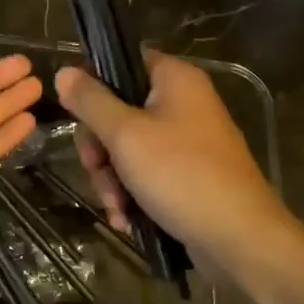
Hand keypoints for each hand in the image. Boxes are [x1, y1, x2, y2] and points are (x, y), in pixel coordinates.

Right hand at [55, 49, 288, 264]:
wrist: (240, 240)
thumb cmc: (182, 176)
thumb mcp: (126, 135)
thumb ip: (91, 102)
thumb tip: (63, 72)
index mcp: (174, 79)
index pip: (122, 62)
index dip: (94, 86)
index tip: (77, 116)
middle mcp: (183, 103)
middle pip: (118, 110)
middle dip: (100, 148)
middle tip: (97, 169)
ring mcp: (186, 141)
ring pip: (127, 148)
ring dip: (111, 178)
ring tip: (117, 207)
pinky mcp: (186, 175)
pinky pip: (145, 173)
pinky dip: (131, 194)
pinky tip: (126, 219)